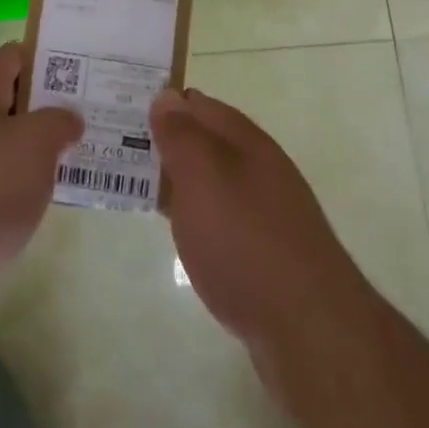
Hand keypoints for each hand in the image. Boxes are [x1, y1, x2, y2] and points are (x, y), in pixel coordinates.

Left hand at [0, 43, 81, 345]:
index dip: (47, 58)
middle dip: (46, 110)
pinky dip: (15, 193)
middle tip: (89, 119)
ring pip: (1, 148)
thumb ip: (58, 123)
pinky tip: (39, 208)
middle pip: (8, 103)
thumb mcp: (34, 144)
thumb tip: (68, 118)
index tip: (84, 71)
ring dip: (33, 155)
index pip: (12, 57)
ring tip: (75, 164)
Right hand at [151, 87, 377, 384]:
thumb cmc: (246, 241)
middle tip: (119, 145)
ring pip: (212, 183)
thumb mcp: (203, 178)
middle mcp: (260, 170)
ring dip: (178, 180)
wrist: (309, 331)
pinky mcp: (266, 256)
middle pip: (207, 143)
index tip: (125, 106)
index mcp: (247, 142)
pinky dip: (195, 216)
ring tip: (137, 184)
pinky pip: (221, 220)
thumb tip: (167, 96)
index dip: (165, 102)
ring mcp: (267, 214)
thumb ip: (182, 136)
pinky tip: (180, 232)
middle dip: (168, 141)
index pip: (200, 105)